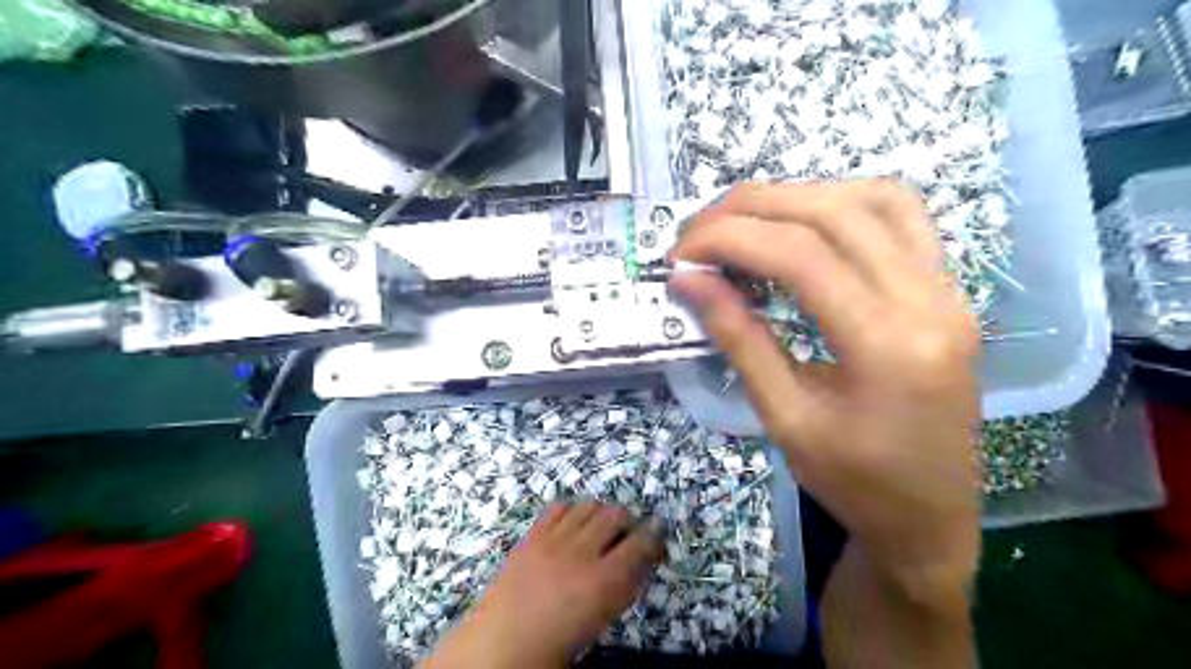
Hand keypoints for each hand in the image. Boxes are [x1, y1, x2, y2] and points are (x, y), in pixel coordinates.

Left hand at [422, 503, 664, 668]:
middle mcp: (581, 552)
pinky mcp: (532, 535)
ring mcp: (554, 539)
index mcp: (603, 581)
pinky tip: (572, 524)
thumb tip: (640, 563)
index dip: (653, 534)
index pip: (640, 543)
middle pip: (615, 514)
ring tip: (599, 527)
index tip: (657, 532)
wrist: (500, 645)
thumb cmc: (556, 644)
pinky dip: (571, 510)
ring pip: (589, 505)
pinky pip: (558, 507)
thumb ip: (623, 588)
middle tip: (627, 533)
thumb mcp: (601, 620)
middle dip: (627, 519)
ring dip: (600, 512)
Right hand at [675, 180, 982, 602]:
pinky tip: (803, 224)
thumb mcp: (785, 419)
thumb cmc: (854, 484)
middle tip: (697, 232)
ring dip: (795, 198)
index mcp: (888, 346)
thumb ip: (738, 339)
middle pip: (833, 213)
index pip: (800, 255)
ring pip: (870, 200)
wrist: (931, 518)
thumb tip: (688, 281)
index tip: (680, 253)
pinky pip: (900, 217)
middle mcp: (929, 301)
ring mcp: (948, 289)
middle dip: (751, 209)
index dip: (729, 239)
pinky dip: (841, 204)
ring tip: (741, 223)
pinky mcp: (947, 290)